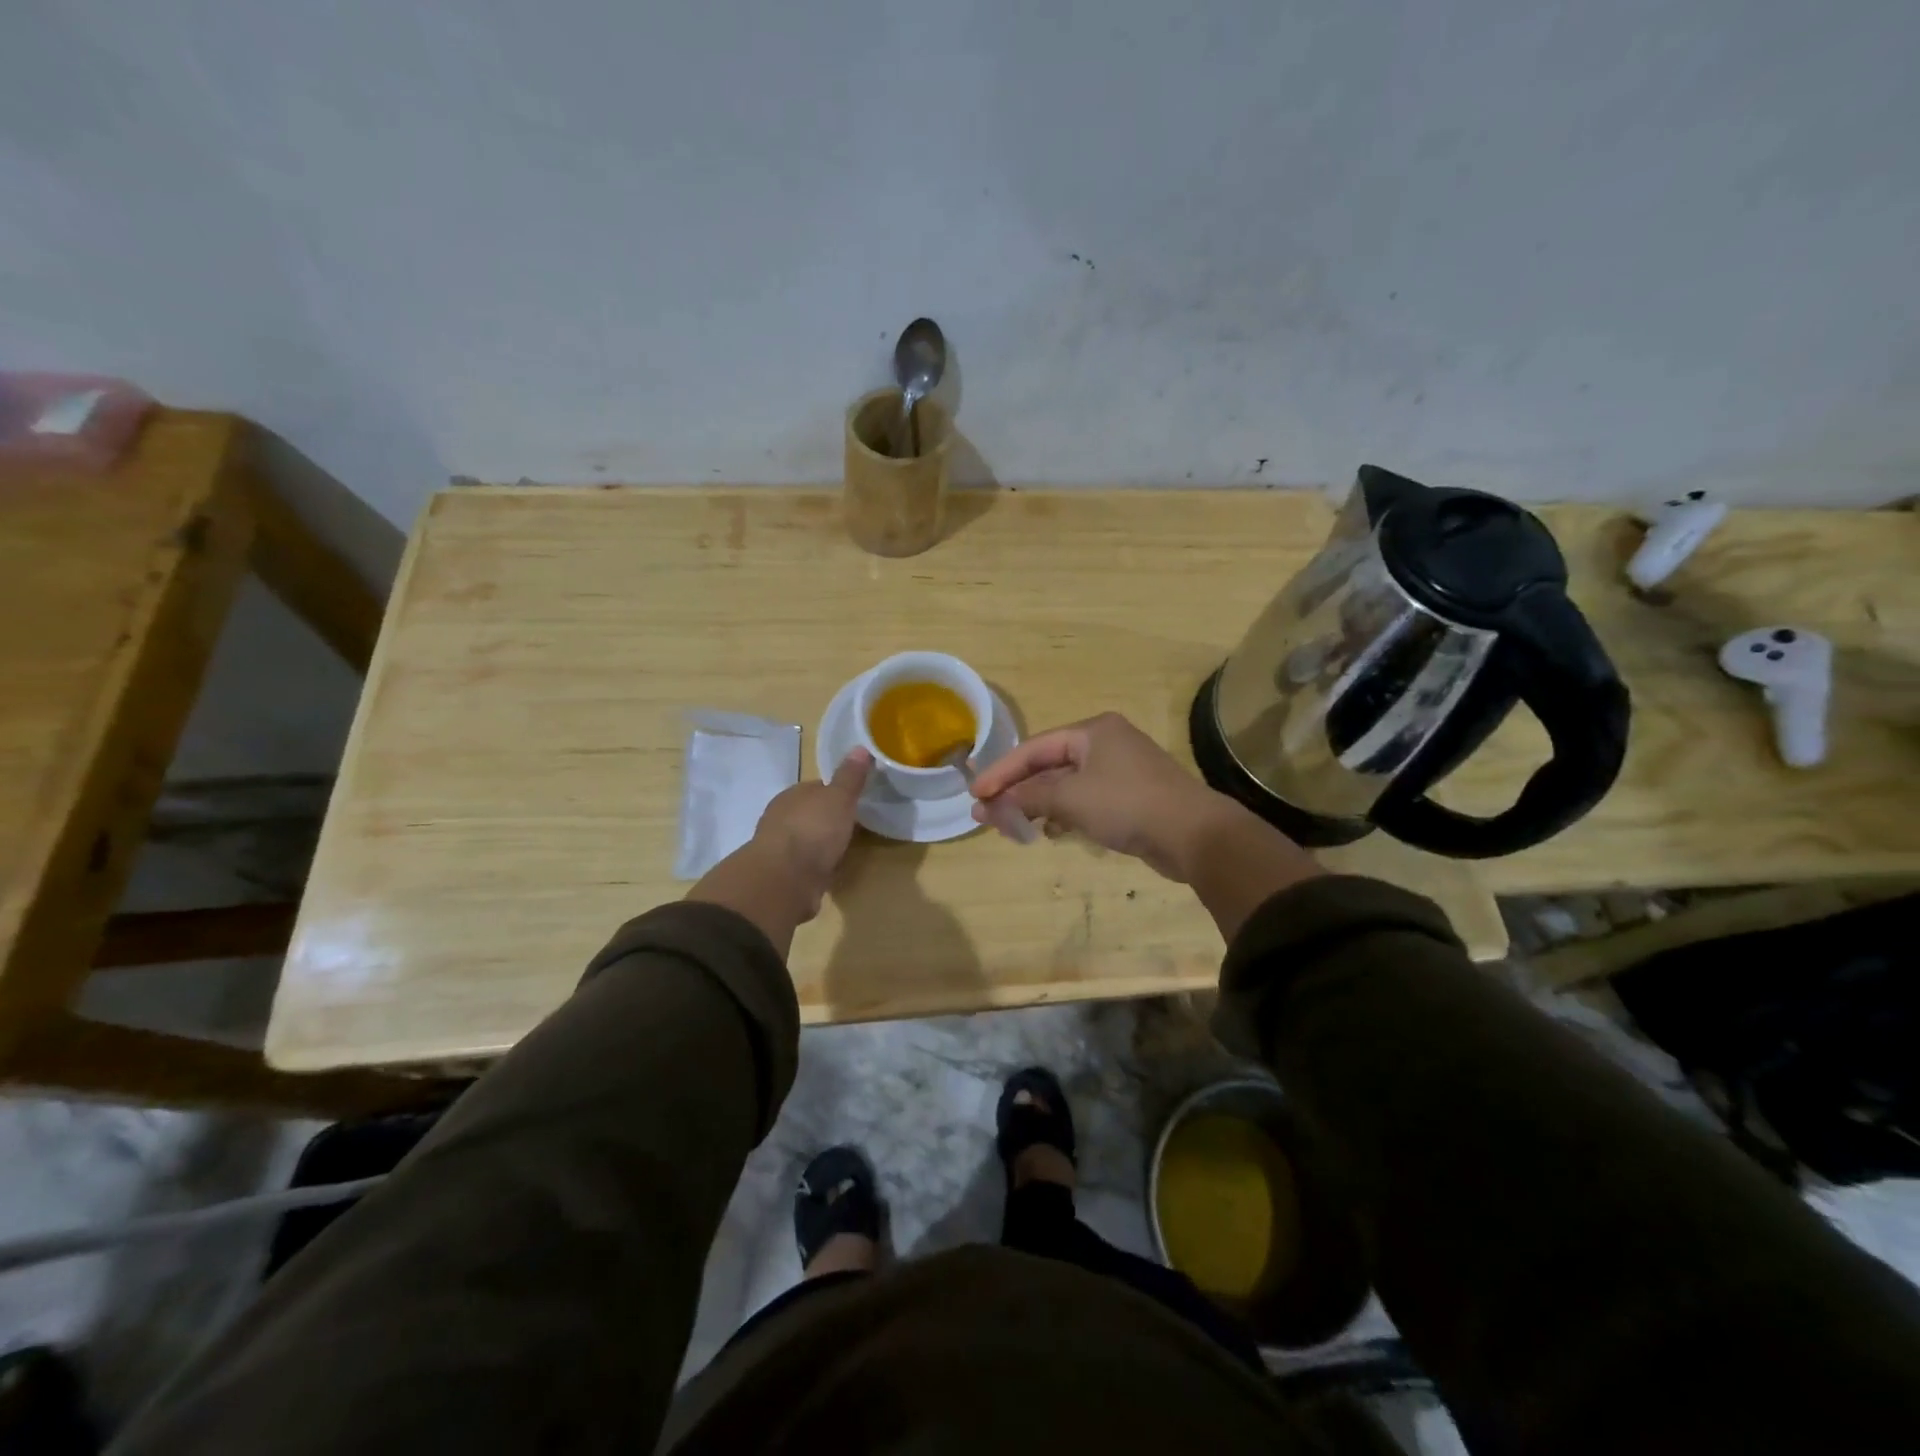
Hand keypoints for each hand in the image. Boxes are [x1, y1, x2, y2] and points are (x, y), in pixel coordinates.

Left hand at [749, 748, 872, 913]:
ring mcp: (781, 848)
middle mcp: (782, 818)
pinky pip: (806, 864)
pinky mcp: (784, 875)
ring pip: (807, 840)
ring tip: (846, 848)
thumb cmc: (813, 830)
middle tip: (856, 824)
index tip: (857, 799)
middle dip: (829, 818)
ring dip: (822, 844)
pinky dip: (817, 865)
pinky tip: (831, 870)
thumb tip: (860, 747)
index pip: (817, 788)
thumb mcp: (839, 798)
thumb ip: (850, 777)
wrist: (785, 879)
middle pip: (811, 813)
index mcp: (793, 795)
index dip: (837, 792)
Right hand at [967, 713, 1239, 879]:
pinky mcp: (1130, 797)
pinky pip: (1085, 800)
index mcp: (1092, 731)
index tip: (975, 794)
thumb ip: (1028, 797)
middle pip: (1048, 765)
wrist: (1194, 834)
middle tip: (988, 815)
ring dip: (1039, 805)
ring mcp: (1120, 771)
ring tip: (1013, 827)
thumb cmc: (1127, 804)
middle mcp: (1105, 743)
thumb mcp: (1070, 798)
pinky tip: (1051, 831)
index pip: (1034, 748)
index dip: (1002, 772)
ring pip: (1066, 785)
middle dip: (1018, 791)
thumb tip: (993, 803)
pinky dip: (1064, 813)